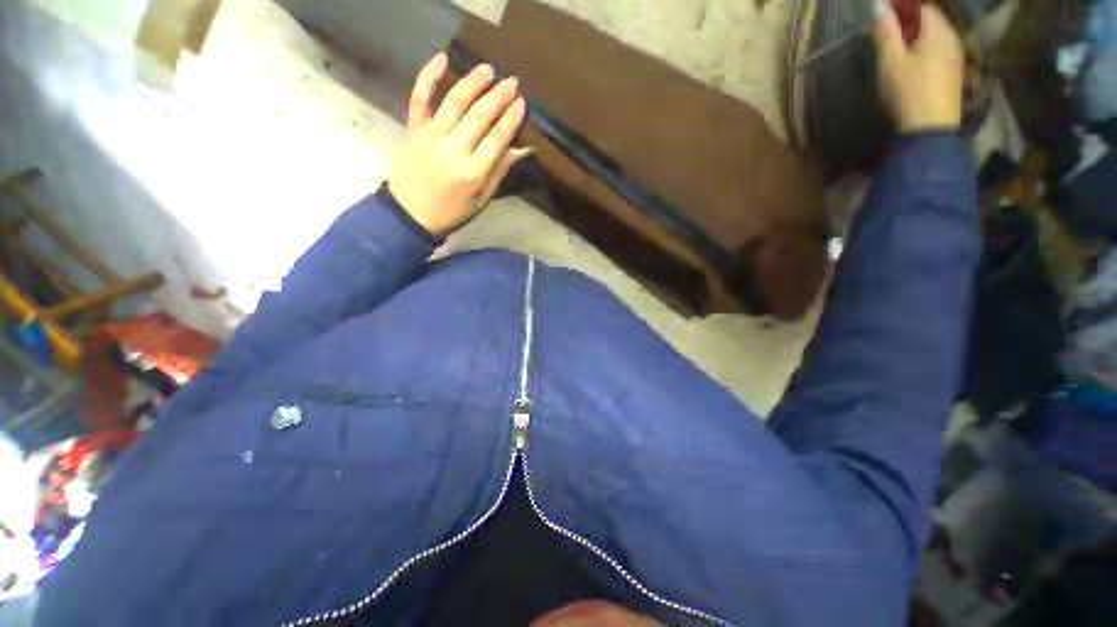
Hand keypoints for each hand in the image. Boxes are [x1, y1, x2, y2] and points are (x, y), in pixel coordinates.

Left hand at [389, 52, 529, 237]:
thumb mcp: (481, 200)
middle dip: (498, 96)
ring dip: (473, 82)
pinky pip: (420, 97)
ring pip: (455, 102)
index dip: (511, 119)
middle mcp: (454, 149)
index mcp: (473, 172)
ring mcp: (431, 136)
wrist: (410, 214)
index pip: (497, 139)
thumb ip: (499, 173)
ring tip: (488, 69)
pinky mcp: (413, 128)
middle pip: (479, 116)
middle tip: (512, 82)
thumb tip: (520, 150)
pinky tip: (443, 58)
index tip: (522, 103)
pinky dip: (429, 75)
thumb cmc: (452, 212)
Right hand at [872, 4, 963, 132]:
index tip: (881, 14)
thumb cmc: (909, 92)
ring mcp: (955, 57)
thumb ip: (886, 33)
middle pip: (929, 21)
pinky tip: (910, 64)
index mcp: (938, 30)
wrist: (930, 130)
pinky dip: (922, 50)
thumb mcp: (891, 62)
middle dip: (908, 22)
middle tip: (885, 31)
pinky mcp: (952, 74)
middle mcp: (952, 38)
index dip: (900, 7)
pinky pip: (937, 51)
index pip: (920, 7)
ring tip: (895, 49)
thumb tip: (879, 9)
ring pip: (933, 37)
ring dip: (915, 37)